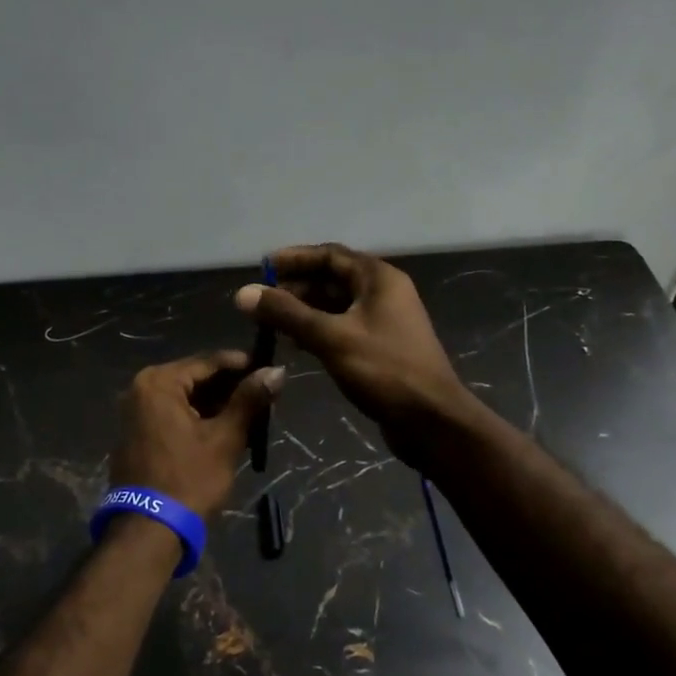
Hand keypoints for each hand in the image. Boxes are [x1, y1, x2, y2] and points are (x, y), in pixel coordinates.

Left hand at [109, 351, 284, 521]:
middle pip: (196, 378)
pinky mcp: (137, 434)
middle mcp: (141, 389)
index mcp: (159, 382)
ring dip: (217, 404)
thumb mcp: (225, 438)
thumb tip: (277, 371)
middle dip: (230, 387)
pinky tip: (226, 428)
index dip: (242, 364)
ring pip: (186, 398)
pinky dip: (198, 418)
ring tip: (252, 413)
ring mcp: (135, 412)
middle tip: (264, 395)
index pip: (208, 361)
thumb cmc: (189, 479)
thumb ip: (249, 400)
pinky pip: (173, 414)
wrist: (149, 530)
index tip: (270, 370)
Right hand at [234, 244, 474, 465]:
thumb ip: (287, 313)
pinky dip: (318, 331)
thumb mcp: (331, 337)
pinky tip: (296, 345)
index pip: (329, 255)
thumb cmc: (384, 370)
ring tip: (271, 324)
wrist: (432, 420)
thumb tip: (244, 293)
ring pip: (336, 305)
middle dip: (295, 287)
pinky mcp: (381, 347)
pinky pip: (343, 328)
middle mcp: (383, 292)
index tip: (261, 267)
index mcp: (378, 278)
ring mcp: (384, 321)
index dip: (294, 258)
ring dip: (304, 311)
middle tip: (261, 302)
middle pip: (332, 278)